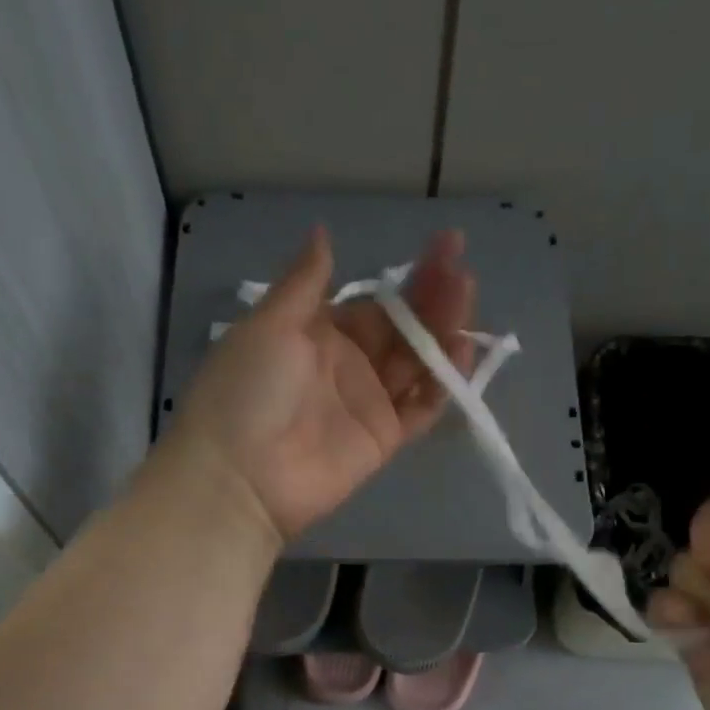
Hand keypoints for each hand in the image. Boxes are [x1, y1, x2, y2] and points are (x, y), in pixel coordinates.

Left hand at [165, 226, 475, 543]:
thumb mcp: (270, 325)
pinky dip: (444, 383)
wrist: (242, 475)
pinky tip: (463, 350)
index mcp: (317, 334)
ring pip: (417, 363)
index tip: (447, 246)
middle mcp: (348, 365)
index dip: (409, 278)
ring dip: (443, 331)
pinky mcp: (384, 439)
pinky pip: (421, 407)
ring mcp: (368, 403)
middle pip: (402, 329)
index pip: (375, 302)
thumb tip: (324, 234)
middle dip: (433, 298)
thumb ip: (305, 283)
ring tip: (468, 297)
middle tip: (463, 269)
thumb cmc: (247, 390)